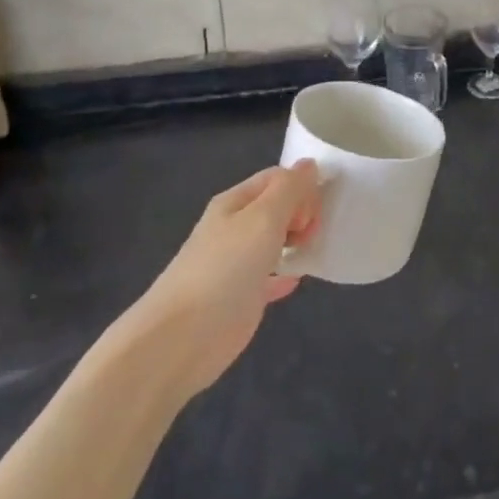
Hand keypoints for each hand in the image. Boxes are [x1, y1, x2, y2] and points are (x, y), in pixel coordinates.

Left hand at [132, 161, 319, 400]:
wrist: (184, 335)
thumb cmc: (226, 267)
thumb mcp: (263, 218)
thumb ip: (289, 190)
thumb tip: (309, 164)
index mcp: (234, 202)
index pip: (276, 179)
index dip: (300, 188)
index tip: (313, 212)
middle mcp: (234, 227)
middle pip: (277, 207)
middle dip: (302, 214)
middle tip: (309, 235)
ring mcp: (237, 262)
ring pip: (275, 240)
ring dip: (297, 240)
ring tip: (313, 250)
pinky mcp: (242, 294)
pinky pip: (271, 275)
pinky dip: (287, 272)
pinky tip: (300, 278)